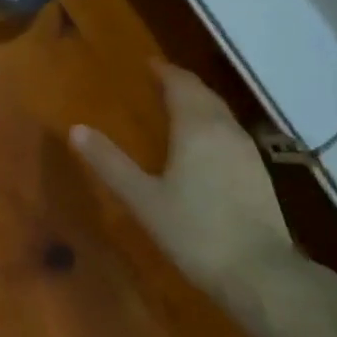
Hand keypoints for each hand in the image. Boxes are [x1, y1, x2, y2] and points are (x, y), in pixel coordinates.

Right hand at [71, 63, 293, 296]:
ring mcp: (247, 151)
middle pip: (203, 94)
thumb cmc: (195, 231)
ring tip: (178, 108)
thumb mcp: (143, 199)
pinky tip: (204, 145)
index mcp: (196, 128)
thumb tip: (76, 129)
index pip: (181, 84)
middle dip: (182, 83)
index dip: (164, 71)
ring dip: (199, 103)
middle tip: (159, 81)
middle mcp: (225, 129)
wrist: (260, 273)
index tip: (148, 64)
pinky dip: (212, 125)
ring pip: (220, 113)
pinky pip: (230, 133)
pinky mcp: (259, 173)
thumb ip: (110, 163)